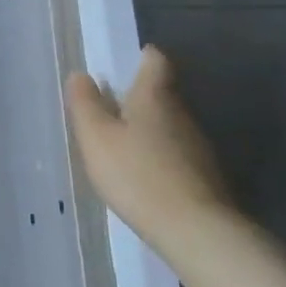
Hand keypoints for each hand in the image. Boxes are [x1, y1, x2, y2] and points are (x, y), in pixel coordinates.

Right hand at [65, 45, 235, 253]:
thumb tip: (81, 74)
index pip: (155, 60)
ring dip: (149, 128)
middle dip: (139, 96)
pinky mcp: (204, 175)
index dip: (142, 56)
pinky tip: (143, 174)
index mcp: (155, 96)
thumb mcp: (97, 137)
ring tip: (122, 144)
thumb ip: (86, 104)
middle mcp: (182, 113)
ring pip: (170, 124)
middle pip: (162, 92)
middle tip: (110, 107)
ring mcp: (198, 145)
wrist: (195, 230)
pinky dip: (159, 155)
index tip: (127, 62)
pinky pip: (176, 152)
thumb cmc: (137, 174)